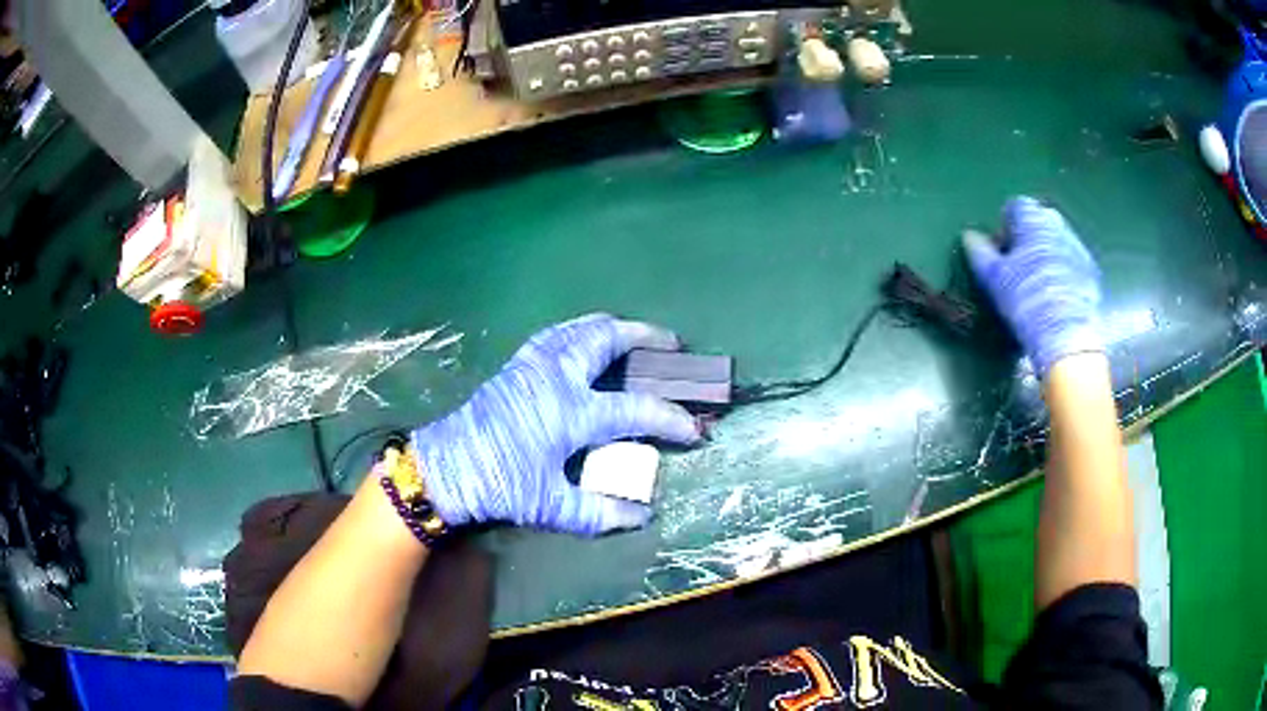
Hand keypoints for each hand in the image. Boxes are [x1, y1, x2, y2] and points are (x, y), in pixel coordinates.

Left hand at [411, 314, 702, 536]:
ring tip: (632, 334)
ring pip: (579, 328)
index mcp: (571, 413)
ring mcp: (533, 365)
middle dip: (645, 336)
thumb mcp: (550, 506)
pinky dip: (578, 330)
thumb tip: (642, 515)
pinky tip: (582, 340)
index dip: (670, 419)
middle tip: (670, 344)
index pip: (635, 410)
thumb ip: (599, 512)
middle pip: (607, 339)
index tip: (694, 429)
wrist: (445, 467)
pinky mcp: (515, 365)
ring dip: (612, 326)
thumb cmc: (499, 485)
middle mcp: (556, 377)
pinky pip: (554, 334)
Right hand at [964, 197, 1104, 376]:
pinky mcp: (1091, 272)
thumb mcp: (994, 278)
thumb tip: (969, 236)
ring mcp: (1078, 248)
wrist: (1067, 337)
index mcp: (1032, 219)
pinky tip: (1055, 296)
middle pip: (1038, 220)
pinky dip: (1062, 270)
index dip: (1004, 227)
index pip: (1014, 206)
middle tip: (1018, 266)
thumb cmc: (1026, 300)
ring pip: (1056, 240)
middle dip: (1027, 237)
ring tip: (1037, 283)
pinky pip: (1071, 261)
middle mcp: (1057, 225)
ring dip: (1046, 253)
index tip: (1000, 252)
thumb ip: (980, 253)